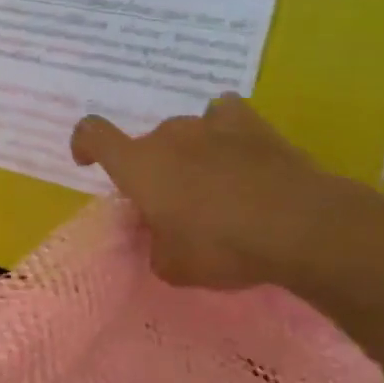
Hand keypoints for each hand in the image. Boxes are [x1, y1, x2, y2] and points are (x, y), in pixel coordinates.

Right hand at [70, 94, 358, 290]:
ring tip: (210, 184)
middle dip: (151, 170)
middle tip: (171, 206)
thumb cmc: (221, 247)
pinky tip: (235, 152)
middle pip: (146, 144)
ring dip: (188, 153)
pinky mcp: (253, 125)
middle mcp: (168, 136)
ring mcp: (211, 125)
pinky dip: (224, 131)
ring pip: (185, 132)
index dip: (84, 144)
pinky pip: (225, 117)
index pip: (93, 135)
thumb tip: (159, 235)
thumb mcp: (172, 266)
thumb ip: (154, 246)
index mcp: (138, 165)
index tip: (87, 161)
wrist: (299, 226)